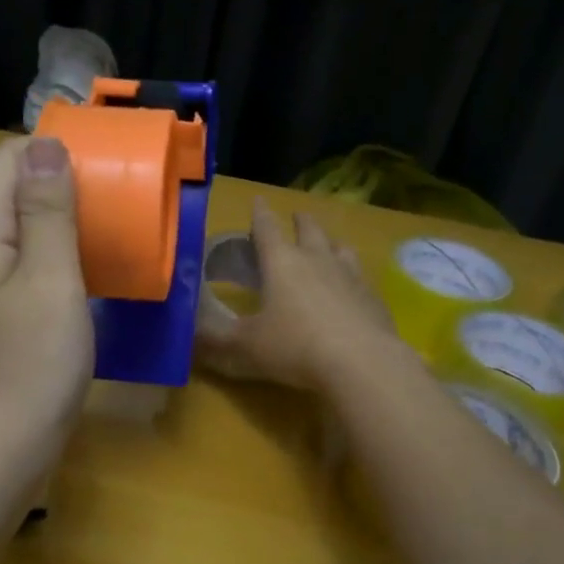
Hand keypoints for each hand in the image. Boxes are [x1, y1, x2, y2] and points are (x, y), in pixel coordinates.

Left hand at [0, 135, 93, 475]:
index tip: (104, 155)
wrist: (1, 451)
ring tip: (116, 224)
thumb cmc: (30, 364)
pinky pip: (35, 270)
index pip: (7, 160)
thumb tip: (45, 145)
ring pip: (27, 233)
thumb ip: (47, 211)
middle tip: (119, 191)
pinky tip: (96, 273)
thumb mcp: (50, 279)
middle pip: (15, 193)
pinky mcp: (7, 321)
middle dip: (63, 181)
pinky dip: (64, 259)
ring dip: (67, 221)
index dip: (51, 147)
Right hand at [196, 200, 399, 392]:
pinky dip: (352, 277)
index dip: (259, 214)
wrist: (361, 363)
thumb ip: (215, 339)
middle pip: (309, 230)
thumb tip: (189, 334)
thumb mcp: (244, 347)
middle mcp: (318, 260)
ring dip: (330, 243)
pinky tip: (352, 290)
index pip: (267, 228)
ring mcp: (351, 276)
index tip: (258, 200)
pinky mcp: (374, 298)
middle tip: (296, 217)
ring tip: (328, 246)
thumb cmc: (294, 347)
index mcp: (282, 263)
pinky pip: (361, 277)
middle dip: (300, 221)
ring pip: (340, 248)